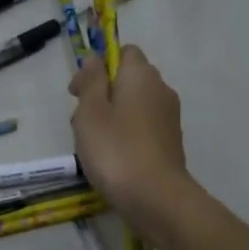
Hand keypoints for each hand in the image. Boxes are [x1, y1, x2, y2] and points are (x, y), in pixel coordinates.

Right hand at [69, 45, 194, 231]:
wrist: (155, 197)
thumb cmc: (115, 149)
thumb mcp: (90, 111)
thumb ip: (91, 81)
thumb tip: (95, 59)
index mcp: (141, 75)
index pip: (124, 52)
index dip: (99, 66)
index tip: (78, 91)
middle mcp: (161, 90)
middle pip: (128, 81)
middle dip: (103, 94)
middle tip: (81, 122)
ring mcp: (168, 118)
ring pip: (134, 107)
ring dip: (112, 118)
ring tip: (93, 145)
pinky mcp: (170, 143)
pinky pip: (142, 128)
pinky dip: (126, 136)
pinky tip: (112, 159)